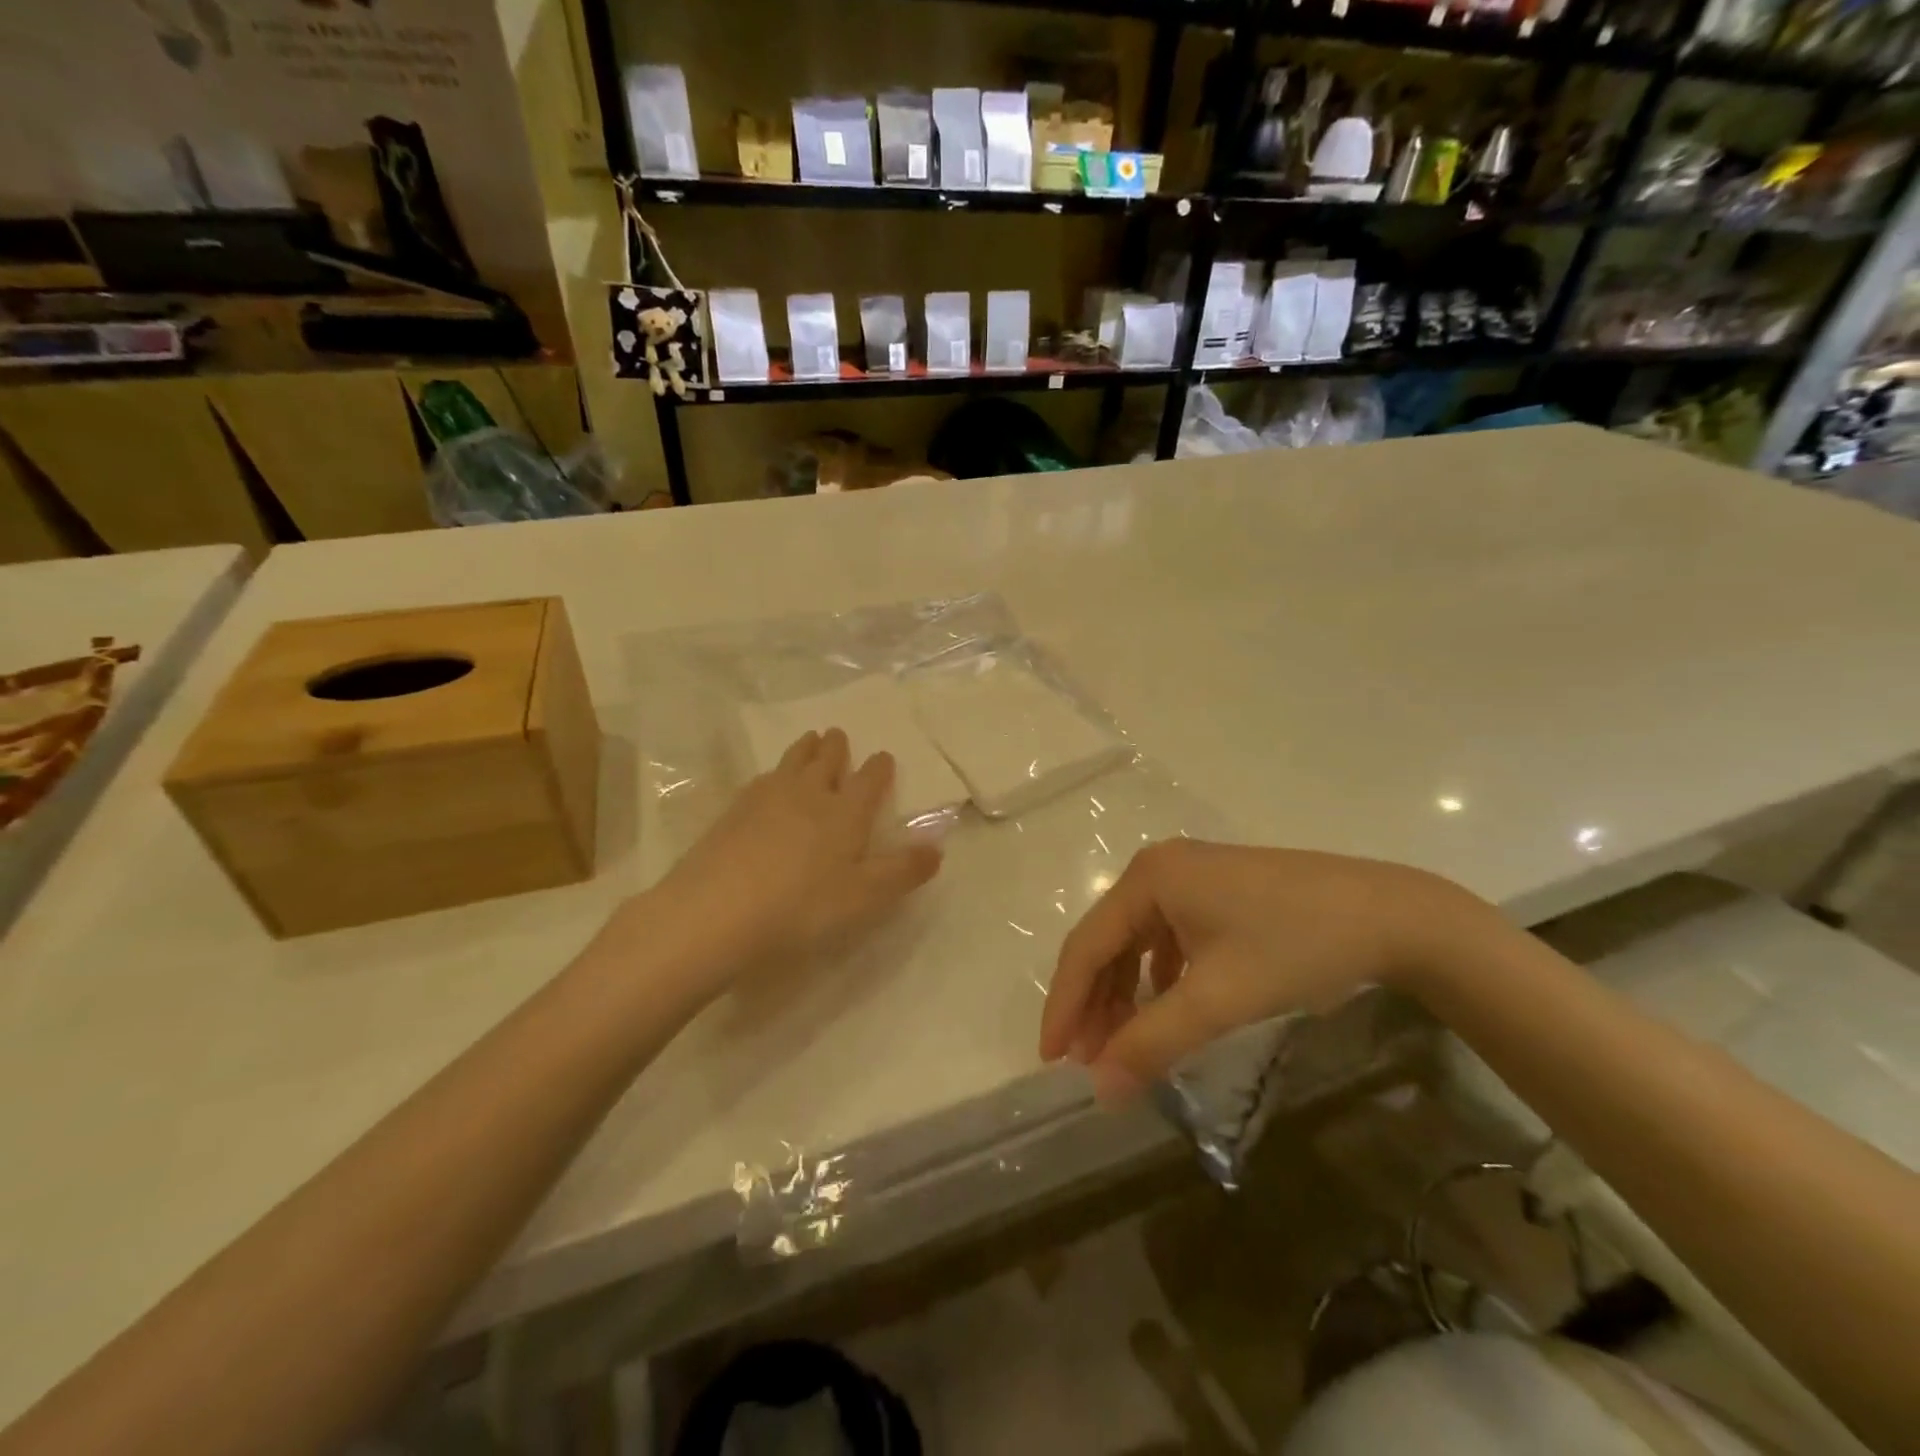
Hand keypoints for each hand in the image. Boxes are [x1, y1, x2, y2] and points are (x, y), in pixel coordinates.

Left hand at [626, 729, 942, 997]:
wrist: (716, 911)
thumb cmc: (801, 906)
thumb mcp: (863, 897)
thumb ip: (902, 871)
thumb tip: (938, 849)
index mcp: (845, 812)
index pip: (868, 780)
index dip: (879, 768)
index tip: (883, 756)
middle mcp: (808, 794)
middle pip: (825, 760)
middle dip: (835, 747)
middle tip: (837, 734)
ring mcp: (766, 798)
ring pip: (791, 762)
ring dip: (804, 749)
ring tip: (809, 739)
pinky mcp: (733, 811)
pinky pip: (761, 780)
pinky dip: (773, 774)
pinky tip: (767, 781)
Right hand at [1039, 839, 1491, 1102]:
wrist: (1390, 916)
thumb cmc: (1295, 948)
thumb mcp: (1218, 999)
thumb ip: (1152, 1042)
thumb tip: (1100, 1091)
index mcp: (1148, 878)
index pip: (1086, 945)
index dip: (1065, 1004)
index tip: (1052, 1060)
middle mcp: (1159, 868)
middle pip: (1108, 940)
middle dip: (1096, 1003)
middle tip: (1088, 1062)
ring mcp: (1190, 876)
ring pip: (1137, 939)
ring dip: (1125, 992)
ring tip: (1121, 1043)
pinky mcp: (1217, 890)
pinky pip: (1167, 935)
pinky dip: (1157, 976)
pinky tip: (1164, 1005)